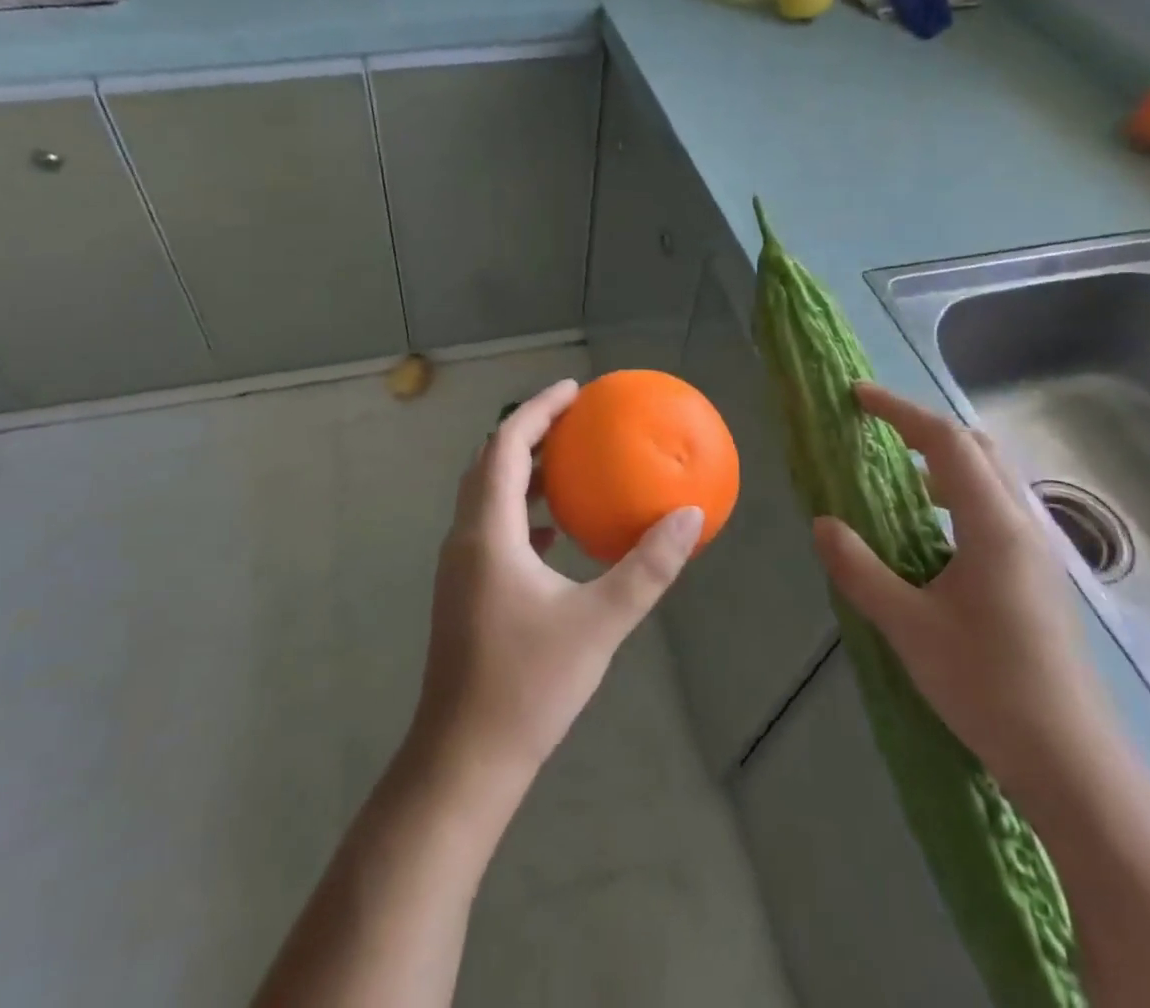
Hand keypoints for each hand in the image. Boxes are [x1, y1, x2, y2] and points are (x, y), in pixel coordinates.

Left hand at [410, 379, 703, 792]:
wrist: (464, 760)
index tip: (574, 390)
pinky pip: (493, 528)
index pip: (506, 446)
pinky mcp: (465, 591)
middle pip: (491, 463)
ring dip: (524, 471)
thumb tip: (689, 517)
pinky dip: (523, 512)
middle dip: (530, 431)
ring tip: (570, 464)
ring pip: (488, 496)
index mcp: (487, 532)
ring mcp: (460, 567)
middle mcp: (465, 538)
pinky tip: (555, 533)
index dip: (537, 410)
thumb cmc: (528, 686)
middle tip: (575, 418)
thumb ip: (646, 569)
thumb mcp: (598, 623)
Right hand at [811, 383, 1119, 808]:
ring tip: (897, 476)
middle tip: (876, 430)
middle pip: (977, 448)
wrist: (1071, 761)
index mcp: (992, 525)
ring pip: (992, 477)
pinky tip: (931, 531)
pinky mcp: (1039, 576)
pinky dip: (958, 492)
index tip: (857, 396)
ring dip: (944, 460)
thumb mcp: (907, 626)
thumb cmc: (987, 685)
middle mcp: (1022, 525)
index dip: (899, 411)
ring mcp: (1038, 551)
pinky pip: (996, 508)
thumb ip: (859, 569)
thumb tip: (823, 523)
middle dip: (925, 427)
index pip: (946, 441)